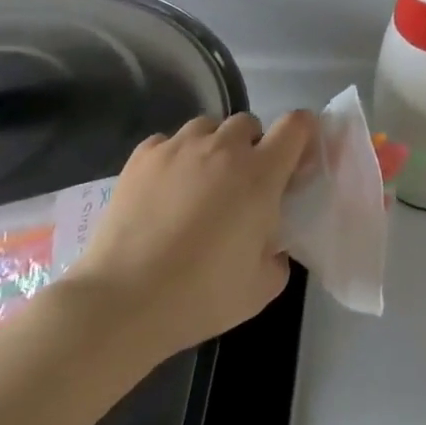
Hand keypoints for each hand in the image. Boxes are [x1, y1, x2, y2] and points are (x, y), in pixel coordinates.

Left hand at [64, 112, 315, 360]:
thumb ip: (278, 255)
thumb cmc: (201, 295)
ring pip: (207, 127)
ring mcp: (178, 147)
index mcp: (261, 174)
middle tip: (241, 185)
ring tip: (200, 181)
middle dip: (251, 146)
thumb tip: (271, 243)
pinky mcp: (142, 157)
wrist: (123, 301)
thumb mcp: (261, 287)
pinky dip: (173, 157)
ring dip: (212, 146)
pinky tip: (164, 188)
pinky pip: (167, 141)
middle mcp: (223, 148)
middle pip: (248, 123)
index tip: (295, 161)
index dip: (302, 134)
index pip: (296, 125)